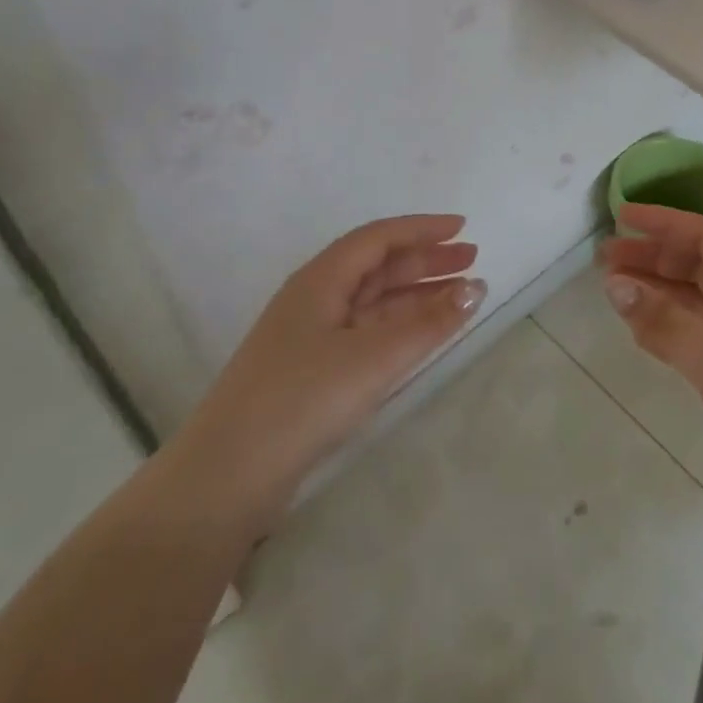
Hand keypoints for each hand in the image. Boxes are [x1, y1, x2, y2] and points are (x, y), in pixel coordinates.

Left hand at [172, 215, 483, 524]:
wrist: (227, 476)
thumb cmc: (303, 399)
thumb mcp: (374, 357)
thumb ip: (428, 323)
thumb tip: (475, 287)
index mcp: (321, 279)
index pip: (378, 237)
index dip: (422, 228)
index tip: (462, 226)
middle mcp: (315, 298)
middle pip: (377, 266)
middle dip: (425, 260)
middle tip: (471, 259)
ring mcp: (311, 336)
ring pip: (373, 300)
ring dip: (416, 294)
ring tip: (460, 295)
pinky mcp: (312, 371)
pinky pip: (366, 331)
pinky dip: (399, 326)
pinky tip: (422, 335)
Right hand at [602, 204, 702, 543]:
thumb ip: (664, 322)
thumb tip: (614, 284)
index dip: (664, 222)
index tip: (621, 217)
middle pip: (699, 265)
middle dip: (653, 257)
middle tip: (604, 261)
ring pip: (697, 300)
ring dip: (658, 292)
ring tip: (614, 292)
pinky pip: (700, 334)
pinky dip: (670, 327)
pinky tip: (641, 331)